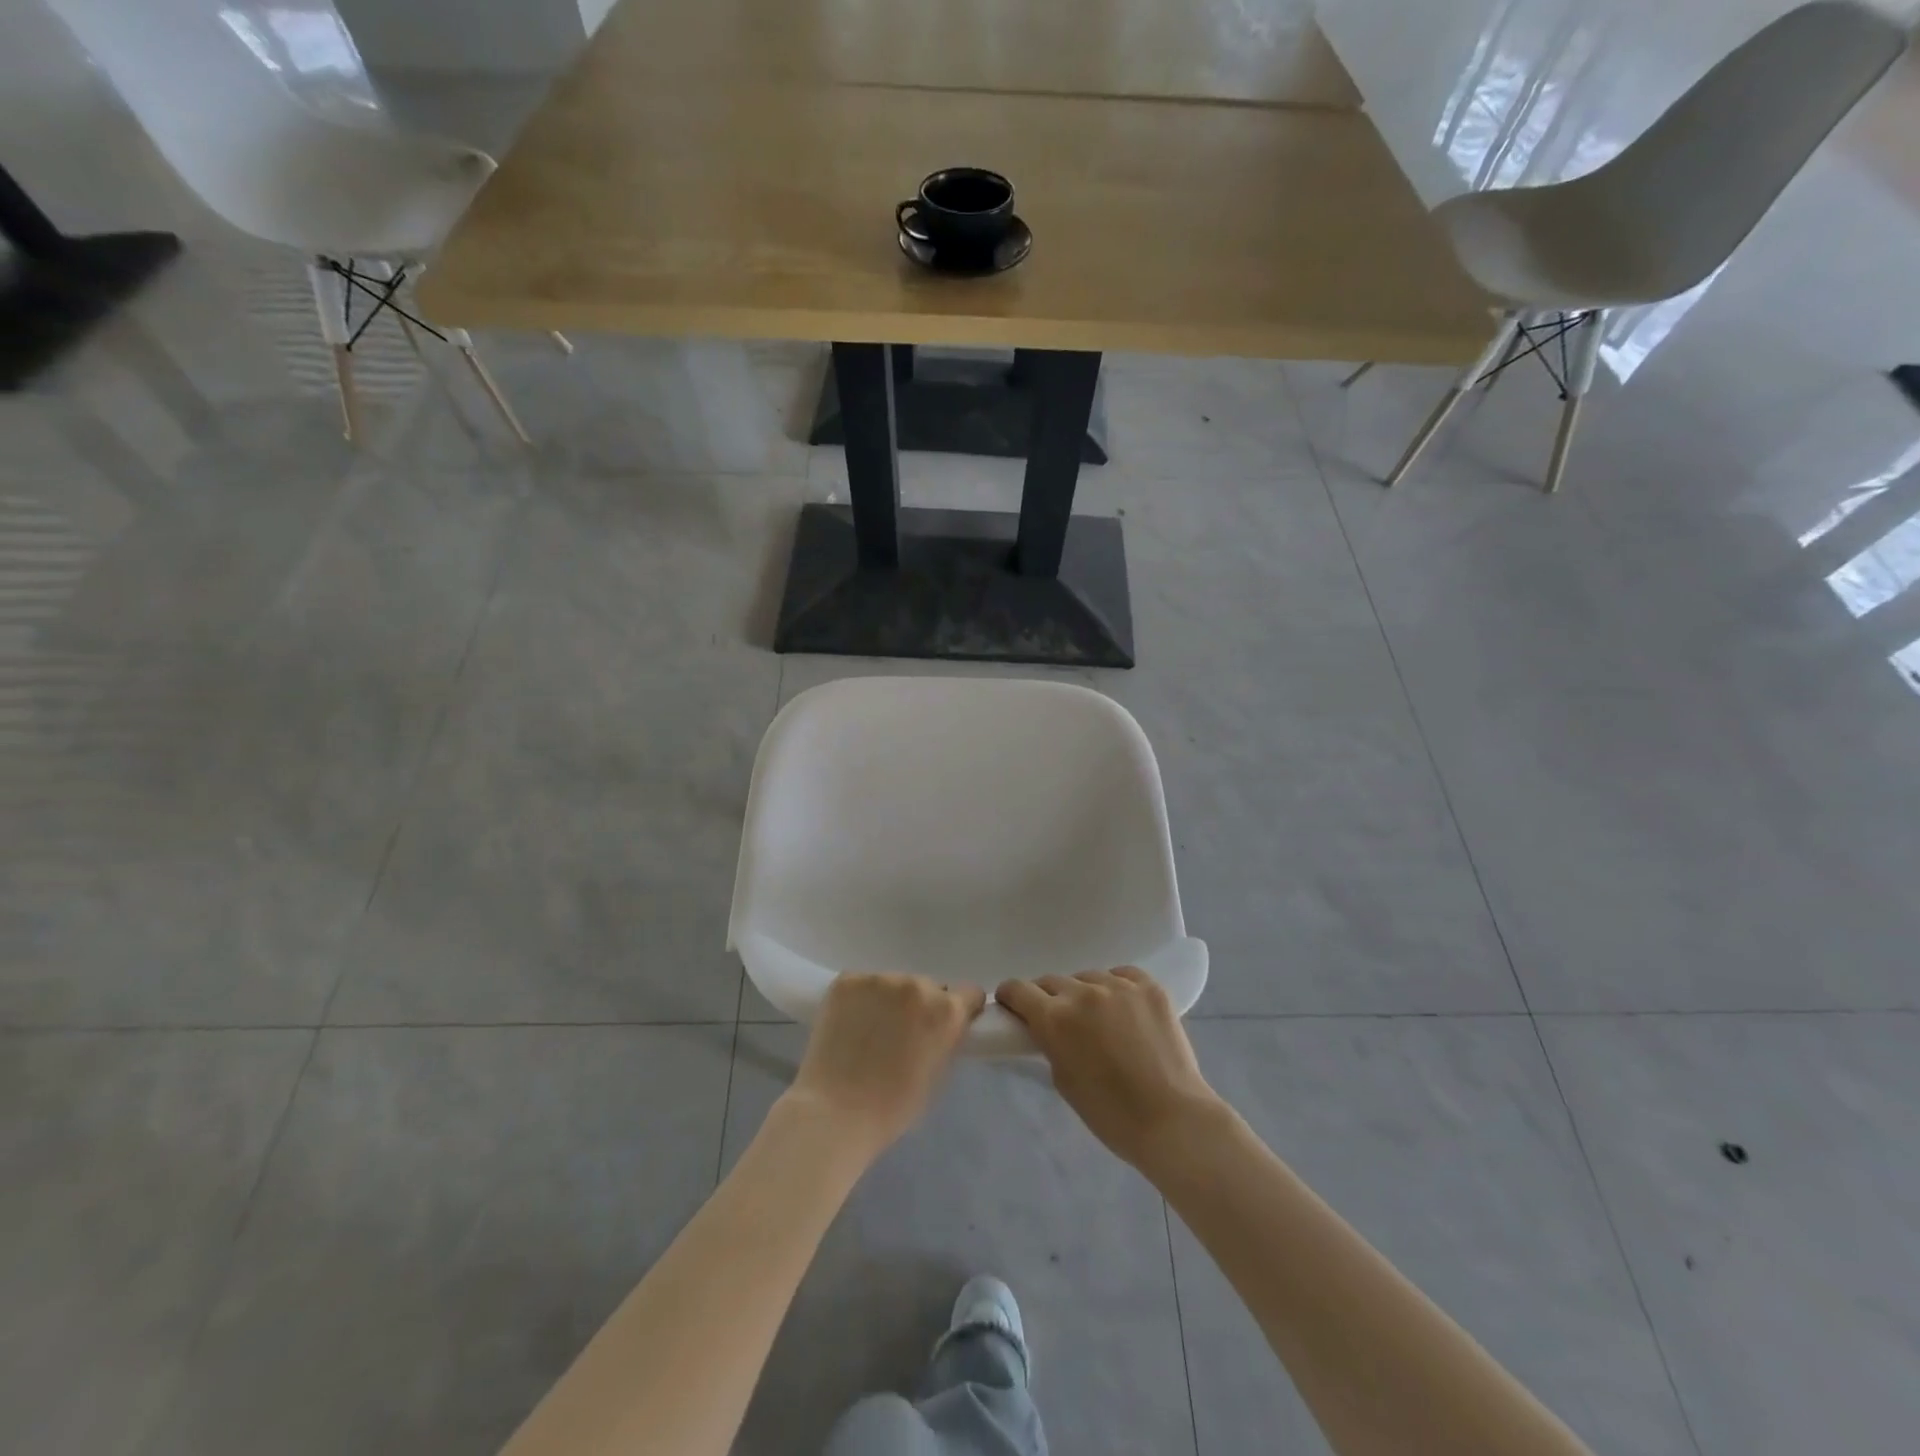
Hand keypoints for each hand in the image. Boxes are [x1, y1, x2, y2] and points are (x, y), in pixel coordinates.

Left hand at [784, 973, 985, 1158]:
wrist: (834, 1113)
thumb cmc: (893, 1107)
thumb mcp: (938, 1076)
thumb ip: (947, 1040)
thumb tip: (942, 1027)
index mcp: (947, 1010)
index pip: (969, 993)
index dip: (960, 1010)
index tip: (944, 1026)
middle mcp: (917, 985)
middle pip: (927, 987)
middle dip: (919, 1007)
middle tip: (901, 1036)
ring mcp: (879, 979)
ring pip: (893, 985)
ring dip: (888, 1002)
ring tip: (869, 1033)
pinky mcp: (846, 980)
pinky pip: (861, 985)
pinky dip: (859, 1001)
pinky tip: (848, 1025)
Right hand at [995, 968, 1222, 1169]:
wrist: (1172, 1119)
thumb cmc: (1110, 1114)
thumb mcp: (1063, 1080)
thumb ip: (1050, 1044)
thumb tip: (1048, 1029)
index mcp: (1056, 1018)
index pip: (1018, 989)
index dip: (1011, 997)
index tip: (1013, 1006)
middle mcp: (1084, 993)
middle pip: (1052, 981)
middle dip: (1048, 998)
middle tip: (1059, 1020)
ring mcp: (1120, 986)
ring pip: (1088, 977)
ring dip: (1085, 993)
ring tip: (1099, 1019)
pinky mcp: (1149, 988)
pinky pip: (1123, 975)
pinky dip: (1117, 987)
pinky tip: (1123, 1008)